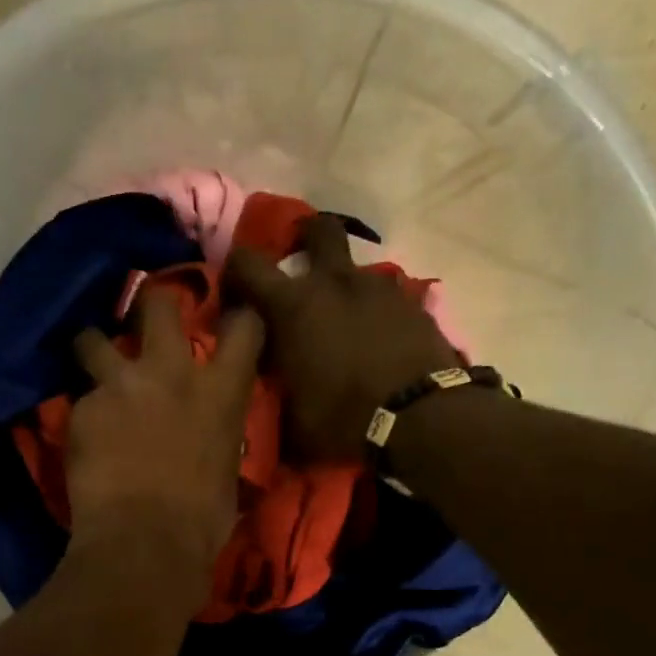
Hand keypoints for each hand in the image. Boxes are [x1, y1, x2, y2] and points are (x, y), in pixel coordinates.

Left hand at [67, 284, 263, 614]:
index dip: (238, 316)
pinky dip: (84, 415)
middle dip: (152, 302)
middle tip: (145, 315)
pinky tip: (84, 440)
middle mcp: (170, 373)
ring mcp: (121, 386)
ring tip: (90, 364)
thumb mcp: (228, 474)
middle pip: (157, 303)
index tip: (230, 316)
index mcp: (221, 392)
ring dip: (93, 348)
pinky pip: (80, 401)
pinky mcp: (83, 410)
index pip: (244, 326)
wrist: (144, 544)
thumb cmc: (202, 522)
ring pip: (93, 338)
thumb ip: (218, 440)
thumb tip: (211, 444)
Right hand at [225, 215, 458, 462]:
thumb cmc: (343, 417)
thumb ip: (272, 405)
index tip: (234, 292)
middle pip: (317, 230)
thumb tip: (258, 413)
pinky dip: (375, 312)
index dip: (234, 270)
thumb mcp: (292, 424)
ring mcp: (378, 288)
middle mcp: (333, 282)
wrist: (421, 416)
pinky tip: (377, 340)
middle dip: (304, 239)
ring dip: (344, 286)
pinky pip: (386, 297)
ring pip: (355, 268)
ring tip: (343, 321)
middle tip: (298, 265)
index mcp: (292, 306)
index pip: (247, 263)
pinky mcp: (413, 304)